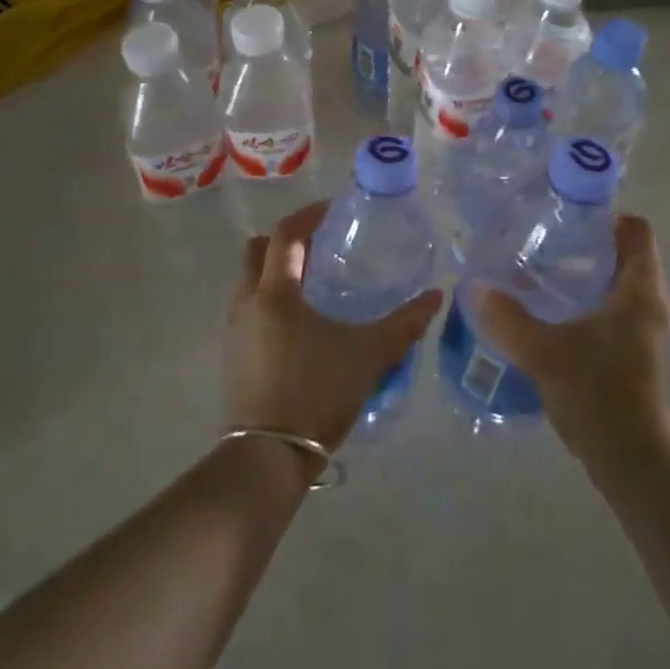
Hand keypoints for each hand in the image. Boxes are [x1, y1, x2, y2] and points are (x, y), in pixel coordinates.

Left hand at [225, 202, 443, 455]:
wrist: (268, 458)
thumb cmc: (317, 393)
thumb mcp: (369, 356)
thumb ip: (405, 324)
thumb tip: (436, 296)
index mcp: (276, 292)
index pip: (286, 235)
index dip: (309, 215)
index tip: (333, 209)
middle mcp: (247, 302)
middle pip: (257, 251)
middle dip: (286, 241)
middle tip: (320, 245)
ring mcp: (235, 330)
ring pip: (249, 281)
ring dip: (276, 271)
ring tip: (314, 283)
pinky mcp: (233, 356)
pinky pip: (249, 309)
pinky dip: (270, 299)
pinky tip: (300, 323)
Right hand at [472, 214, 669, 468]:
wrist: (632, 462)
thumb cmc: (596, 393)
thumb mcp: (543, 351)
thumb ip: (507, 318)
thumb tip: (475, 286)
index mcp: (640, 290)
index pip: (637, 230)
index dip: (606, 216)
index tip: (567, 216)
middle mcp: (651, 304)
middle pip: (626, 255)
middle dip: (587, 244)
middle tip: (545, 242)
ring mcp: (647, 332)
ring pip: (619, 285)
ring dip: (585, 275)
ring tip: (540, 274)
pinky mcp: (637, 355)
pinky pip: (615, 310)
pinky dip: (588, 302)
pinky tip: (552, 314)